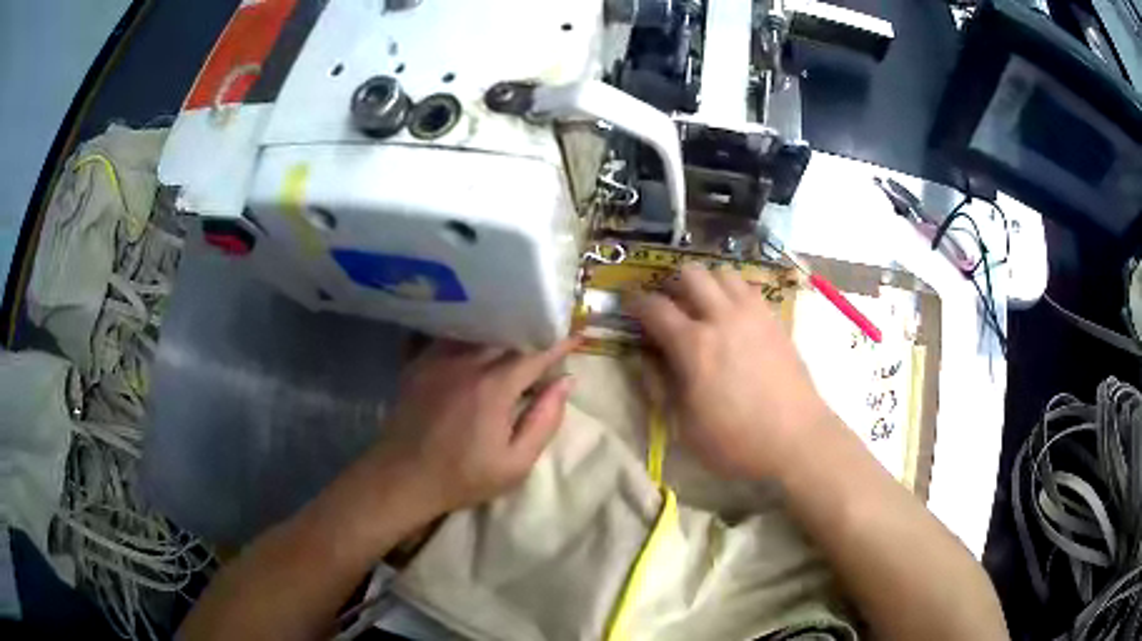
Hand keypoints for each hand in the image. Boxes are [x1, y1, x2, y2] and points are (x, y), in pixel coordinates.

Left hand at [368, 337, 578, 516]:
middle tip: (546, 332)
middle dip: (529, 331)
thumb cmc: (463, 477)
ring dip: (499, 329)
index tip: (576, 335)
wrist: (403, 478)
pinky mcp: (418, 363)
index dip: (558, 344)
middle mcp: (466, 362)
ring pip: (476, 330)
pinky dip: (467, 334)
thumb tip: (565, 383)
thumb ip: (544, 421)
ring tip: (514, 330)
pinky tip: (473, 338)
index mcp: (494, 387)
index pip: (534, 354)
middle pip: (505, 335)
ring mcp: (437, 359)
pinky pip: (448, 336)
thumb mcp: (515, 463)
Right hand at [629, 264, 832, 479]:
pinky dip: (732, 292)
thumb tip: (644, 358)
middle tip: (668, 305)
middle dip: (672, 284)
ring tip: (702, 306)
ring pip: (723, 273)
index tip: (629, 305)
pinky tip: (732, 316)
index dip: (635, 302)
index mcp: (694, 345)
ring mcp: (753, 315)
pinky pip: (748, 288)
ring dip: (705, 283)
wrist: (797, 440)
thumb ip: (659, 386)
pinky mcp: (775, 320)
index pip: (655, 307)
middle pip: (691, 274)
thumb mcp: (684, 426)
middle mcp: (722, 318)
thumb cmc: (736, 441)